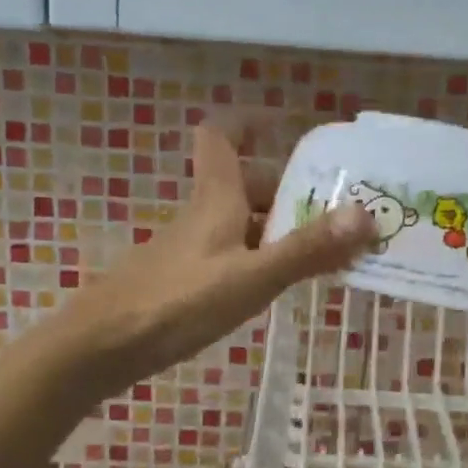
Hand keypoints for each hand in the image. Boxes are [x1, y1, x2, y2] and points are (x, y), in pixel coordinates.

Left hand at [50, 118, 375, 395]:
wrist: (101, 348)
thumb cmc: (179, 302)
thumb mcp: (253, 277)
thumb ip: (307, 249)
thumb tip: (365, 214)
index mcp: (217, 198)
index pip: (222, 134)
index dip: (250, 120)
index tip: (286, 125)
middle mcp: (203, 214)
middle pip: (245, 183)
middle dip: (290, 189)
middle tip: (336, 209)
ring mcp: (190, 248)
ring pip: (241, 221)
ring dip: (280, 228)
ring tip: (325, 250)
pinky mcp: (183, 279)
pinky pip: (231, 253)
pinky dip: (260, 258)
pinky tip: (278, 285)